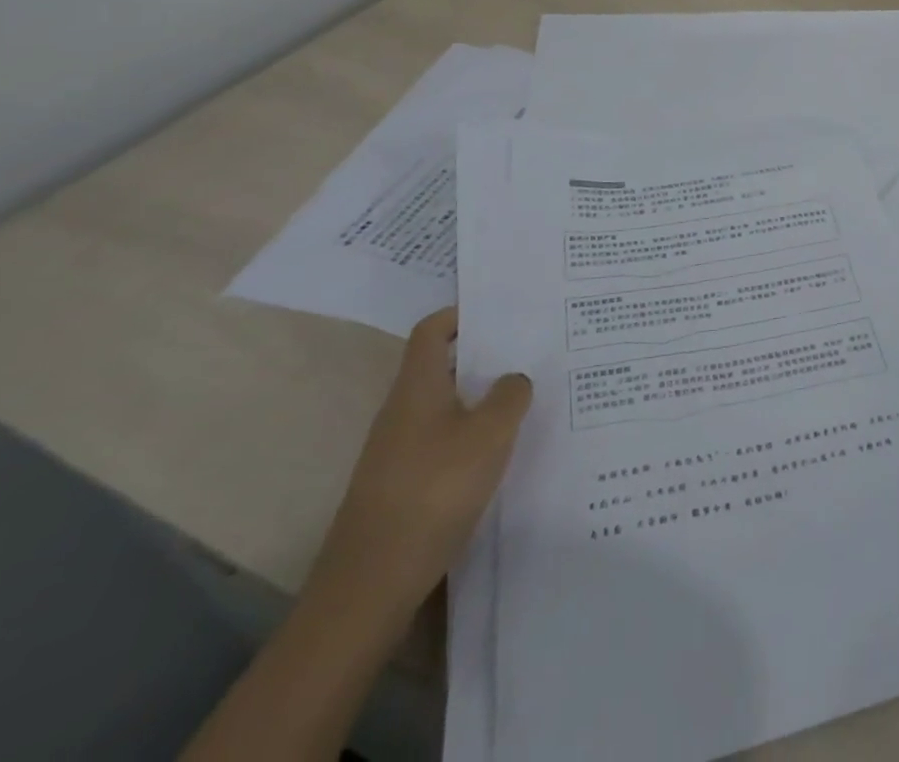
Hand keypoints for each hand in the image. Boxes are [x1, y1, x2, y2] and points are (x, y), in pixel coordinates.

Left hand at [309, 307, 531, 626]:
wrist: (369, 587)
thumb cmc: (433, 492)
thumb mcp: (489, 436)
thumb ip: (510, 396)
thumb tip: (513, 379)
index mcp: (417, 388)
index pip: (431, 331)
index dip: (460, 314)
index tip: (500, 311)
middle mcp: (402, 412)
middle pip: (442, 368)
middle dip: (483, 358)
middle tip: (529, 353)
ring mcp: (397, 453)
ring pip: (445, 408)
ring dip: (481, 400)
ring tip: (526, 402)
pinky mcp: (401, 488)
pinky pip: (442, 444)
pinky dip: (471, 438)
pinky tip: (501, 455)